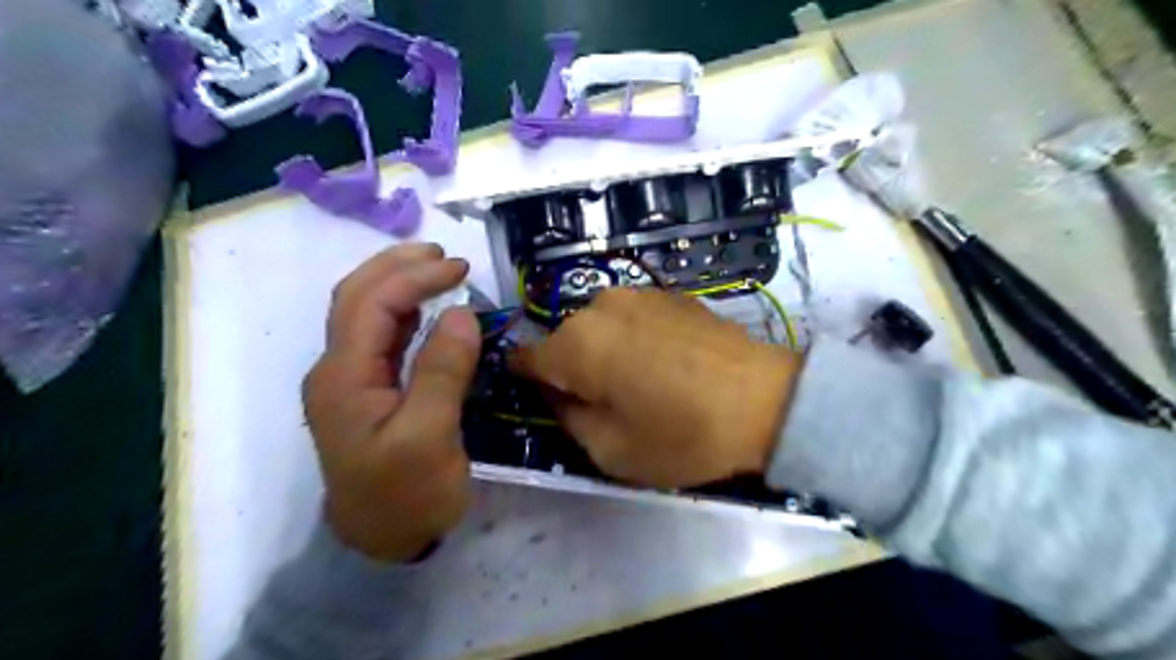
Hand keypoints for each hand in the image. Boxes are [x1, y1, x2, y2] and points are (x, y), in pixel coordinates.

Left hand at [305, 243, 485, 562]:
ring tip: (437, 268)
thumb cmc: (406, 495)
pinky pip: (381, 338)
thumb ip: (442, 371)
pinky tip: (425, 309)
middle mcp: (337, 370)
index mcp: (344, 377)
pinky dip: (404, 312)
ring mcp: (349, 381)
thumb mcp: (429, 437)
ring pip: (365, 314)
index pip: (373, 303)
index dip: (416, 276)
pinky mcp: (367, 393)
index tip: (462, 268)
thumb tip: (461, 312)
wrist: (381, 544)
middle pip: (357, 298)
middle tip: (446, 255)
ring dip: (398, 283)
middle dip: (399, 266)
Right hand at [511, 289, 803, 490]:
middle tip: (606, 402)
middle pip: (564, 342)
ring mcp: (637, 293)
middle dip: (573, 370)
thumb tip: (556, 393)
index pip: (524, 358)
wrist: (766, 399)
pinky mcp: (669, 293)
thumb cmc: (684, 434)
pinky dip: (634, 338)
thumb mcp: (611, 450)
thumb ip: (567, 418)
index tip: (546, 401)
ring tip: (641, 381)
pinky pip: (632, 318)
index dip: (528, 382)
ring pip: (598, 327)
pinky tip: (666, 362)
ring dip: (605, 352)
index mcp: (576, 345)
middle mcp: (599, 307)